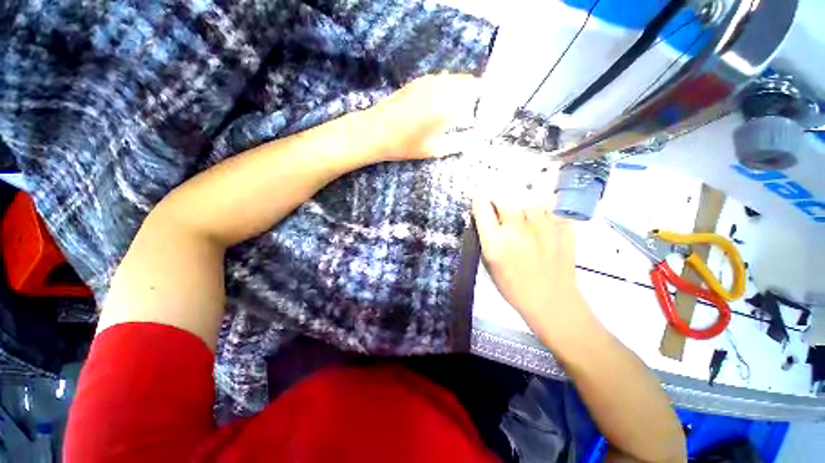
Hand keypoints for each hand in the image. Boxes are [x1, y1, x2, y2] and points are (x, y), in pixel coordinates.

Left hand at [368, 74, 479, 160]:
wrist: (375, 131)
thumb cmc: (405, 146)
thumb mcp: (435, 150)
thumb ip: (460, 142)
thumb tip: (476, 136)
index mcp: (449, 108)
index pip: (479, 104)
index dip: (484, 113)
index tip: (482, 124)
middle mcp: (444, 89)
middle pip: (473, 85)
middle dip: (478, 99)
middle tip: (473, 117)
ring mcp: (432, 81)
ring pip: (460, 80)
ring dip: (465, 92)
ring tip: (460, 112)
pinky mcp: (421, 80)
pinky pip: (446, 79)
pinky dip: (452, 88)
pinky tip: (445, 104)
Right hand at [472, 182, 596, 345]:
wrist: (551, 300)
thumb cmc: (514, 286)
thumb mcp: (490, 264)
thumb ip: (486, 239)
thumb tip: (485, 218)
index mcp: (496, 242)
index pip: (481, 208)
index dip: (479, 201)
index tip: (480, 201)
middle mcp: (517, 229)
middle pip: (504, 197)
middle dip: (499, 200)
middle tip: (501, 207)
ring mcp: (543, 226)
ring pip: (528, 197)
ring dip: (521, 202)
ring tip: (522, 212)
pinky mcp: (563, 227)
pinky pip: (551, 205)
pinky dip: (544, 206)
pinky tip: (541, 216)